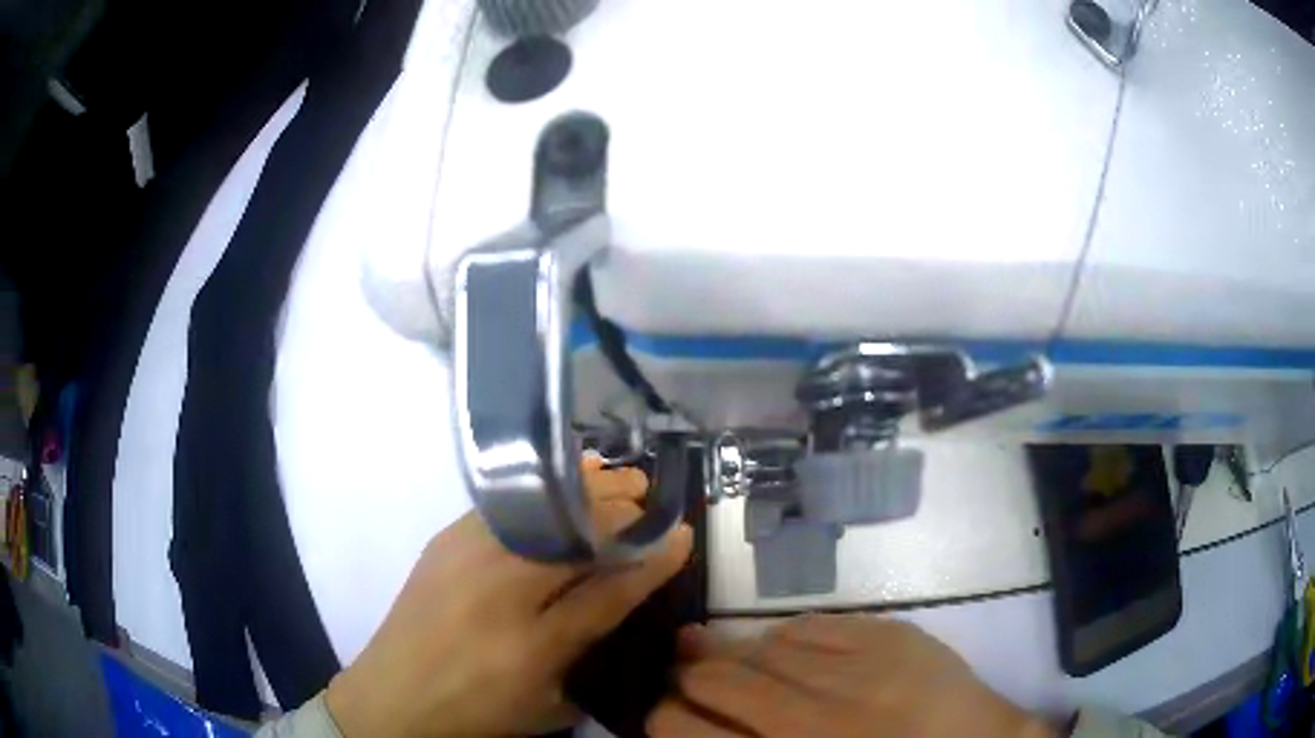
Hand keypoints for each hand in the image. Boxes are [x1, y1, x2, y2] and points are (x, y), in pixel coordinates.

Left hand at [326, 458, 692, 736]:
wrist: (393, 696)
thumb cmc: (477, 710)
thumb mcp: (546, 703)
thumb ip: (586, 651)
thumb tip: (619, 597)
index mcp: (534, 643)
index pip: (609, 592)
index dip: (650, 562)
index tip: (681, 535)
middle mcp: (501, 589)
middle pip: (574, 536)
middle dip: (620, 511)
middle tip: (650, 496)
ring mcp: (466, 555)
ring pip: (540, 508)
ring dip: (584, 490)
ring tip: (616, 477)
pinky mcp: (444, 539)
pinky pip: (504, 504)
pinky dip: (540, 491)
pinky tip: (559, 484)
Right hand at [649, 615, 1052, 737]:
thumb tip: (692, 725)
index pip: (686, 729)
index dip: (663, 716)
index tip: (666, 712)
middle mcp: (815, 716)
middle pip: (720, 678)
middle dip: (691, 675)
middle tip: (687, 676)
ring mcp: (859, 670)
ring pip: (765, 644)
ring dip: (738, 651)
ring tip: (730, 655)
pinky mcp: (894, 636)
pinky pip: (819, 625)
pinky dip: (790, 635)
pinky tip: (787, 645)